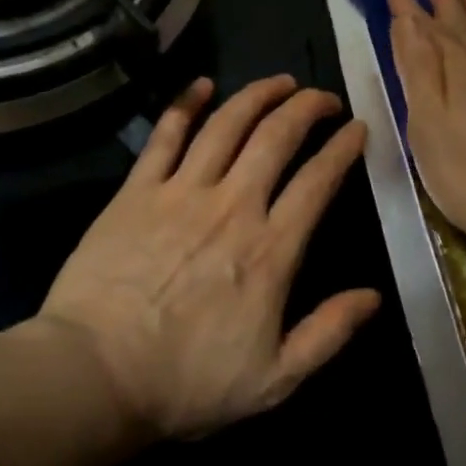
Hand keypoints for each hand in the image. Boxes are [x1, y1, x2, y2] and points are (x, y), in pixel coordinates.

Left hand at [34, 75, 379, 439]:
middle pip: (277, 137)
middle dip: (307, 108)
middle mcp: (232, 207)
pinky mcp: (136, 192)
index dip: (343, 149)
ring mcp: (181, 193)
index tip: (357, 128)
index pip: (318, 182)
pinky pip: (165, 135)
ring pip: (227, 125)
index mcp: (271, 250)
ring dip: (257, 95)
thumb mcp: (275, 379)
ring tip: (279, 82)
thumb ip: (328, 333)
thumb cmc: (186, 383)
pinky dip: (186, 104)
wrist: (92, 377)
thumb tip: (374, 297)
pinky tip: (202, 85)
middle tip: (323, 97)